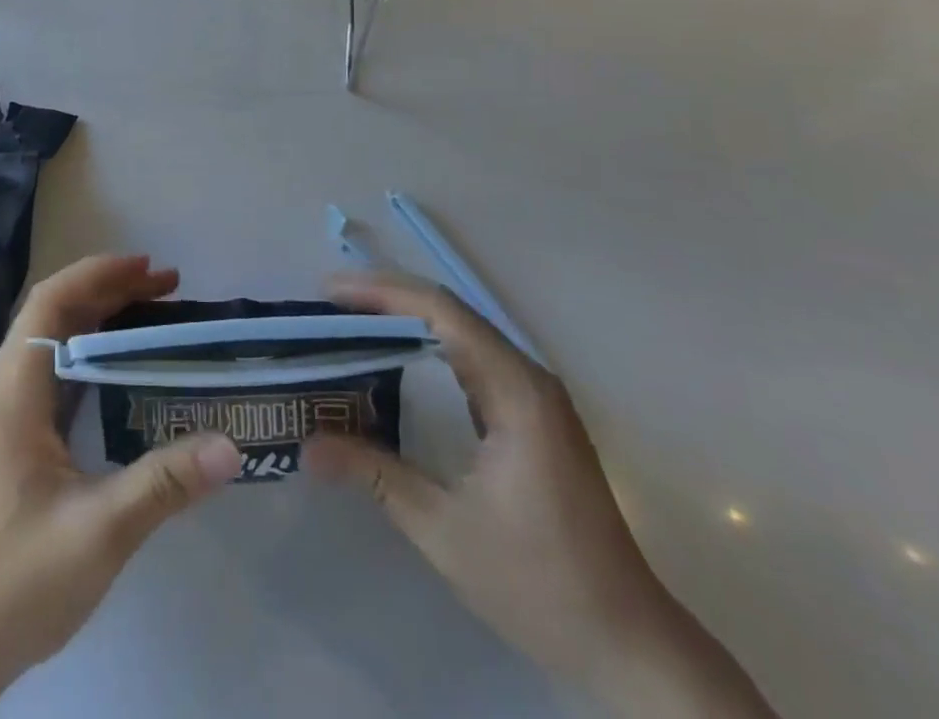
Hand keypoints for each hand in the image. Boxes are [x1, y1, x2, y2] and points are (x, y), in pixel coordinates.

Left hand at [0, 255, 240, 718]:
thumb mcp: (99, 532)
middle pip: (55, 313)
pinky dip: (95, 354)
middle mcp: (8, 389)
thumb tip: (232, 445)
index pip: (50, 303)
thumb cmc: (16, 582)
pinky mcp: (18, 439)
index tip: (148, 267)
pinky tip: (127, 370)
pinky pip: (59, 373)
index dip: (97, 274)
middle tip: (167, 286)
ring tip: (155, 313)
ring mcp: (10, 414)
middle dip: (109, 289)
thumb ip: (164, 483)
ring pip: (57, 341)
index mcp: (15, 392)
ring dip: (102, 319)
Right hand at [305, 272, 777, 718]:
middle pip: (448, 312)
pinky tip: (393, 362)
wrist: (631, 646)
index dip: (380, 293)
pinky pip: (470, 358)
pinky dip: (425, 347)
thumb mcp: (445, 531)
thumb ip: (375, 475)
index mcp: (515, 391)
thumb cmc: (541, 585)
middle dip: (384, 300)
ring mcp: (533, 395)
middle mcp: (527, 377)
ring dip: (404, 320)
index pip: (440, 312)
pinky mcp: (531, 415)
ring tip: (348, 324)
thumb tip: (308, 445)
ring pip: (460, 331)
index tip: (327, 295)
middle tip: (327, 308)